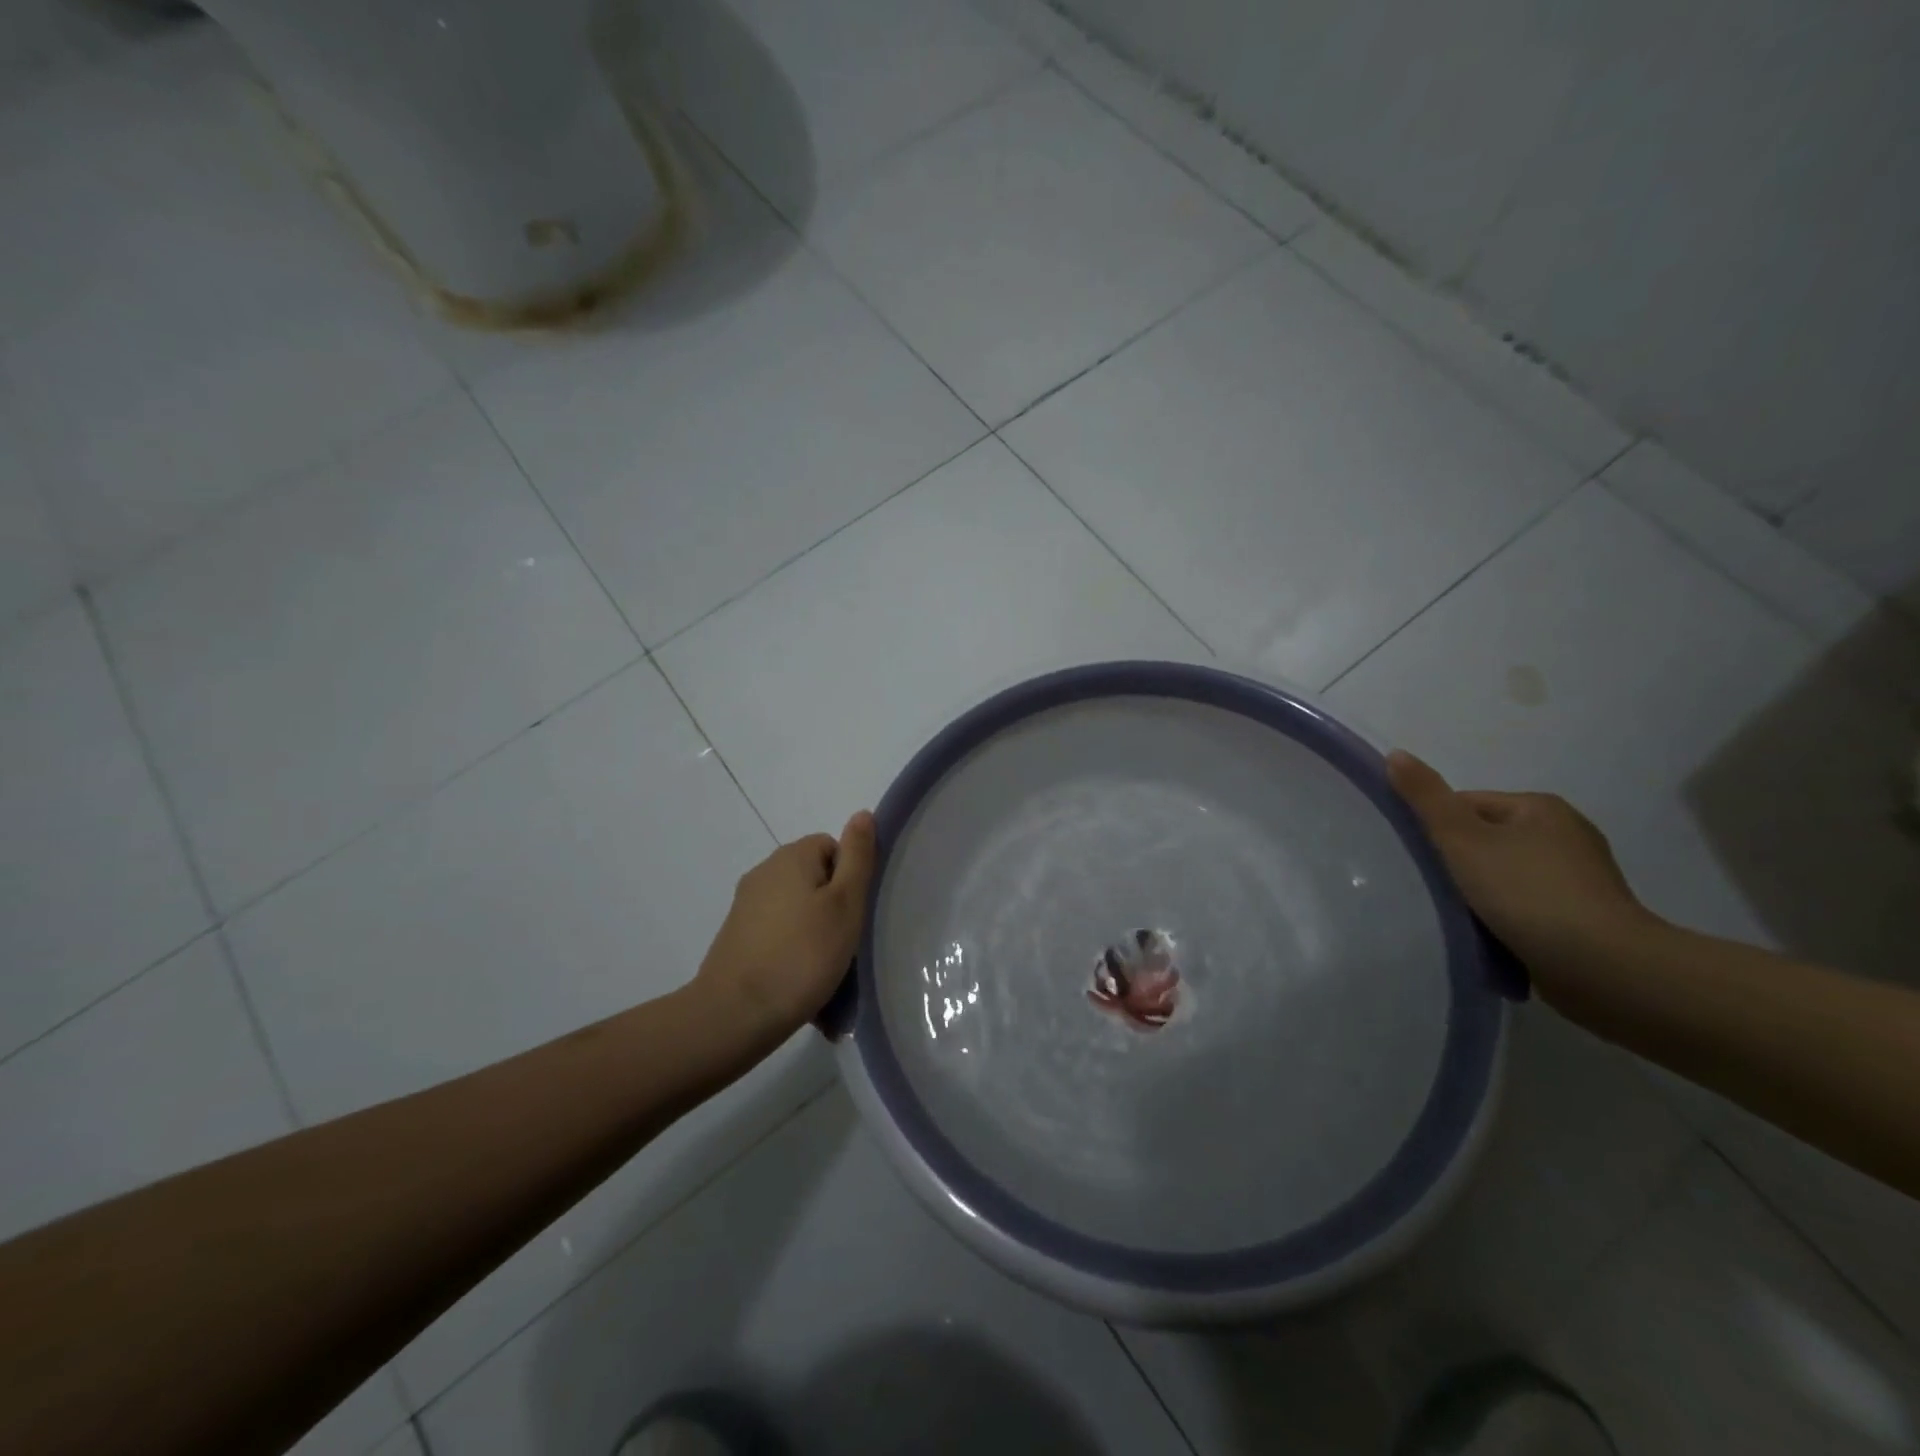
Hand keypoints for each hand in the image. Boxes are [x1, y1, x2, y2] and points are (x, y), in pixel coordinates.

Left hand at [695, 811, 877, 1038]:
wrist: (735, 1014)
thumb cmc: (803, 954)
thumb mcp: (845, 903)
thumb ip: (857, 856)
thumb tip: (862, 814)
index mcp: (791, 857)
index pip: (833, 847)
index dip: (850, 878)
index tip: (855, 914)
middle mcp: (764, 873)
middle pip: (815, 880)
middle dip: (834, 910)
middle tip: (846, 946)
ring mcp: (746, 907)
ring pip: (798, 912)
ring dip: (816, 937)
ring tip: (827, 975)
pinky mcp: (737, 939)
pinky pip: (779, 938)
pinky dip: (794, 955)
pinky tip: (803, 988)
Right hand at [1387, 751, 1656, 983]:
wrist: (1605, 969)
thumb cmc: (1528, 893)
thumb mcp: (1463, 839)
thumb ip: (1426, 798)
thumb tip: (1395, 753)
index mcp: (1541, 807)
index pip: (1467, 805)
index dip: (1438, 830)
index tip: (1423, 861)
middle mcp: (1566, 834)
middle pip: (1486, 840)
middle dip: (1459, 863)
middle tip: (1435, 889)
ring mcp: (1581, 878)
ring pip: (1505, 875)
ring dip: (1482, 893)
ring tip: (1461, 915)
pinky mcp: (1586, 917)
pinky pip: (1527, 905)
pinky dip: (1506, 916)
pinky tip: (1493, 934)